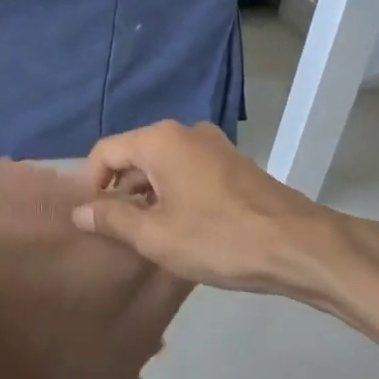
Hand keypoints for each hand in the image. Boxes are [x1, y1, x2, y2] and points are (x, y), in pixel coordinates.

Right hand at [71, 120, 348, 297]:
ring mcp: (214, 146)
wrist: (299, 246)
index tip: (93, 220)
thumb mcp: (156, 236)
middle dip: (120, 191)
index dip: (91, 184)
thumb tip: (79, 210)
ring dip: (148, 195)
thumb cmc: (218, 239)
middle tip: (117, 232)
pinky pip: (189, 171)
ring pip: (163, 165)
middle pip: (134, 155)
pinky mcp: (234, 164)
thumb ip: (112, 219)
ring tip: (148, 235)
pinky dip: (175, 193)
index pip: (105, 151)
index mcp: (160, 140)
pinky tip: (182, 228)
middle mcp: (185, 132)